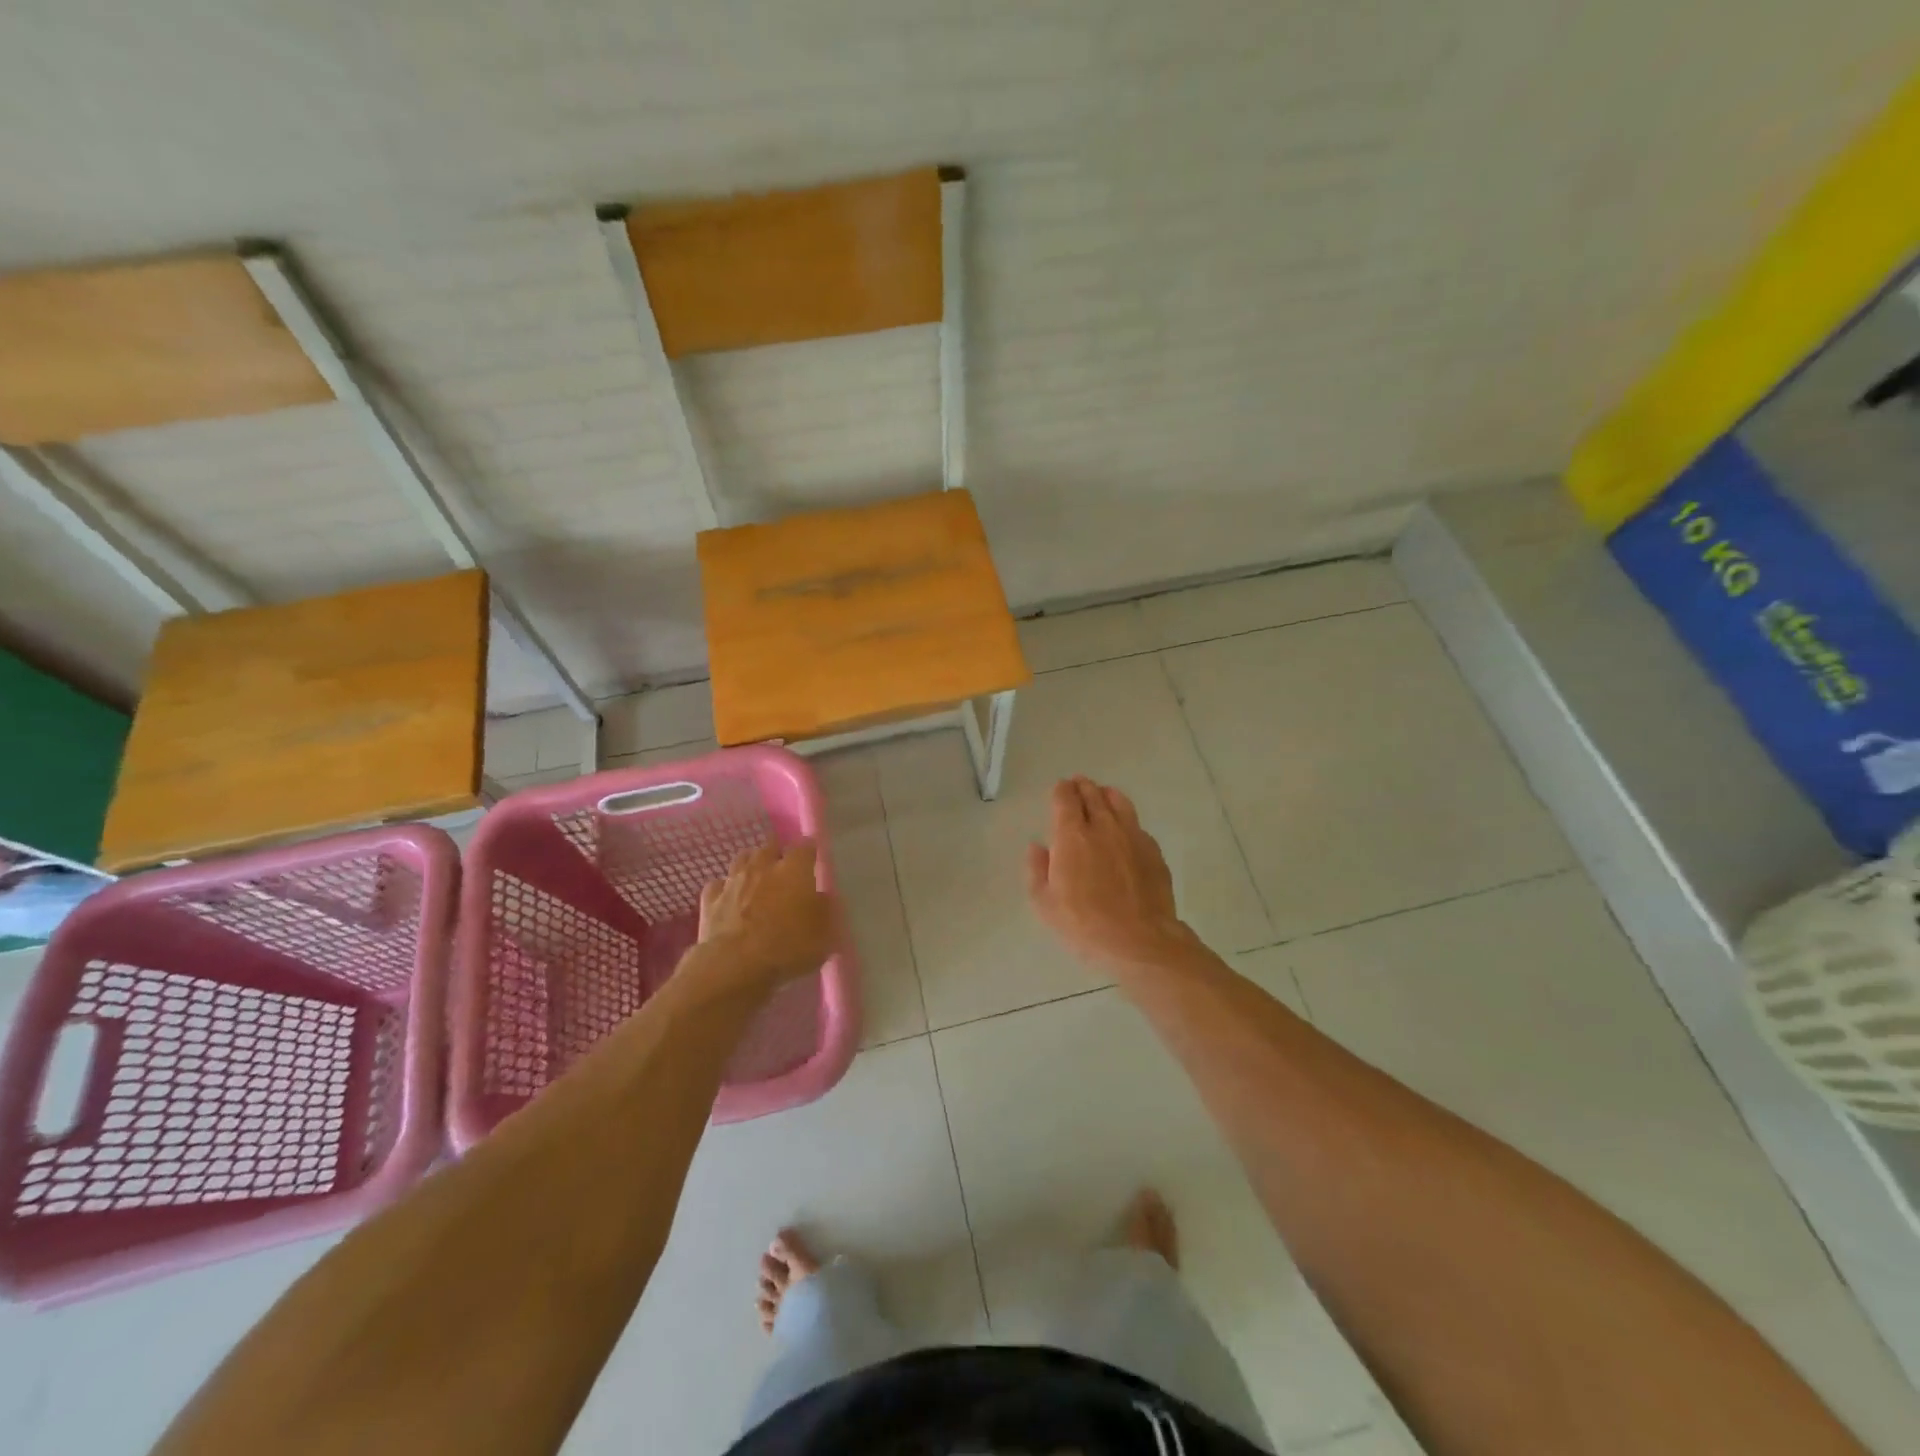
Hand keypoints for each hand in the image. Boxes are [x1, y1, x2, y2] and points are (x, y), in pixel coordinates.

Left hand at [696, 840, 833, 989]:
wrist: (734, 966)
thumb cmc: (787, 948)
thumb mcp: (824, 935)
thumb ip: (826, 911)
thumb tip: (823, 898)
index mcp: (795, 869)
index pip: (805, 847)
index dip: (810, 851)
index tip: (813, 859)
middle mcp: (763, 866)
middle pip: (770, 846)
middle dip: (778, 853)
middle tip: (785, 869)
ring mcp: (733, 881)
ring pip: (742, 859)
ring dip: (751, 865)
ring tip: (757, 878)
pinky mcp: (710, 900)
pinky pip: (718, 885)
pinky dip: (725, 888)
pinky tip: (729, 898)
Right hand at [1027, 777, 1193, 974]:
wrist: (1139, 941)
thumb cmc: (1083, 924)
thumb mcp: (1045, 904)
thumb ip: (1037, 870)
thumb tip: (1037, 847)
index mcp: (1072, 836)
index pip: (1065, 799)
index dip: (1061, 790)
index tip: (1059, 788)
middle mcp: (1103, 827)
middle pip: (1092, 794)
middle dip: (1082, 787)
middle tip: (1078, 785)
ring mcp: (1132, 836)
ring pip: (1119, 802)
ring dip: (1107, 795)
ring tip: (1102, 795)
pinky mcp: (1153, 851)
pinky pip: (1137, 824)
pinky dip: (1126, 819)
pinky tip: (1125, 830)